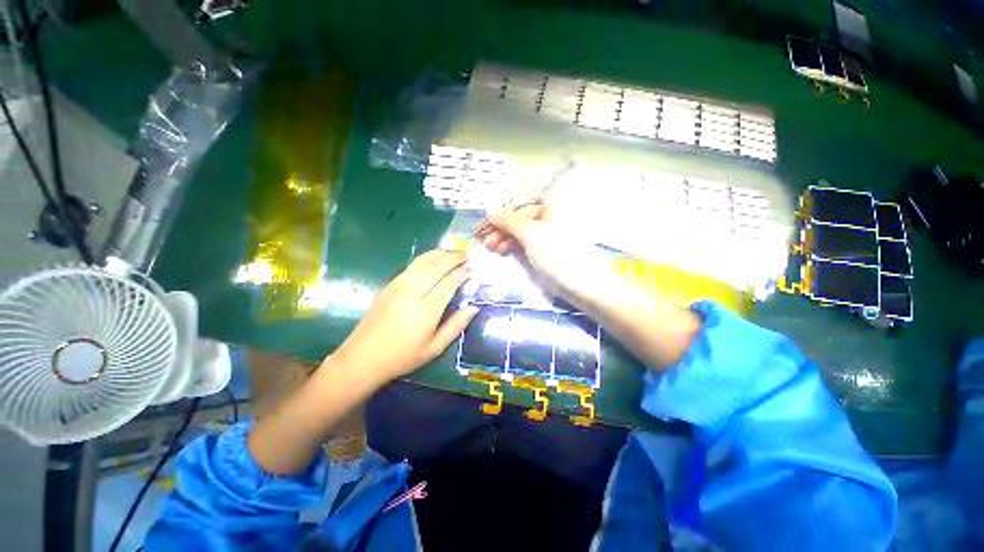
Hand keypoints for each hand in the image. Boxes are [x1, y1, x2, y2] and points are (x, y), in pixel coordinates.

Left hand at [333, 250, 478, 386]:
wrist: (363, 357)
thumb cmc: (403, 356)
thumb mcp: (435, 348)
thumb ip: (456, 326)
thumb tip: (474, 307)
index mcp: (426, 310)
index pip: (448, 282)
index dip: (462, 273)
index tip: (473, 268)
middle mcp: (412, 292)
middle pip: (437, 267)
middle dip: (454, 258)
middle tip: (467, 254)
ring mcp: (399, 286)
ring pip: (423, 261)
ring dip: (441, 254)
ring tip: (454, 252)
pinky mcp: (390, 284)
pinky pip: (412, 265)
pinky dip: (427, 257)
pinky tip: (434, 257)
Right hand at [476, 204, 612, 302]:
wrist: (586, 286)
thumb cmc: (559, 255)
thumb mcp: (531, 234)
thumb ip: (509, 220)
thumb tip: (490, 210)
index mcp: (552, 203)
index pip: (519, 202)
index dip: (499, 213)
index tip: (483, 225)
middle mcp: (552, 213)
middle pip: (520, 216)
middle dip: (501, 228)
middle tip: (484, 240)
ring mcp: (551, 231)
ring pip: (523, 230)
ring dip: (505, 237)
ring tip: (493, 248)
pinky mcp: (550, 247)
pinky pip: (528, 241)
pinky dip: (515, 245)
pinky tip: (504, 250)